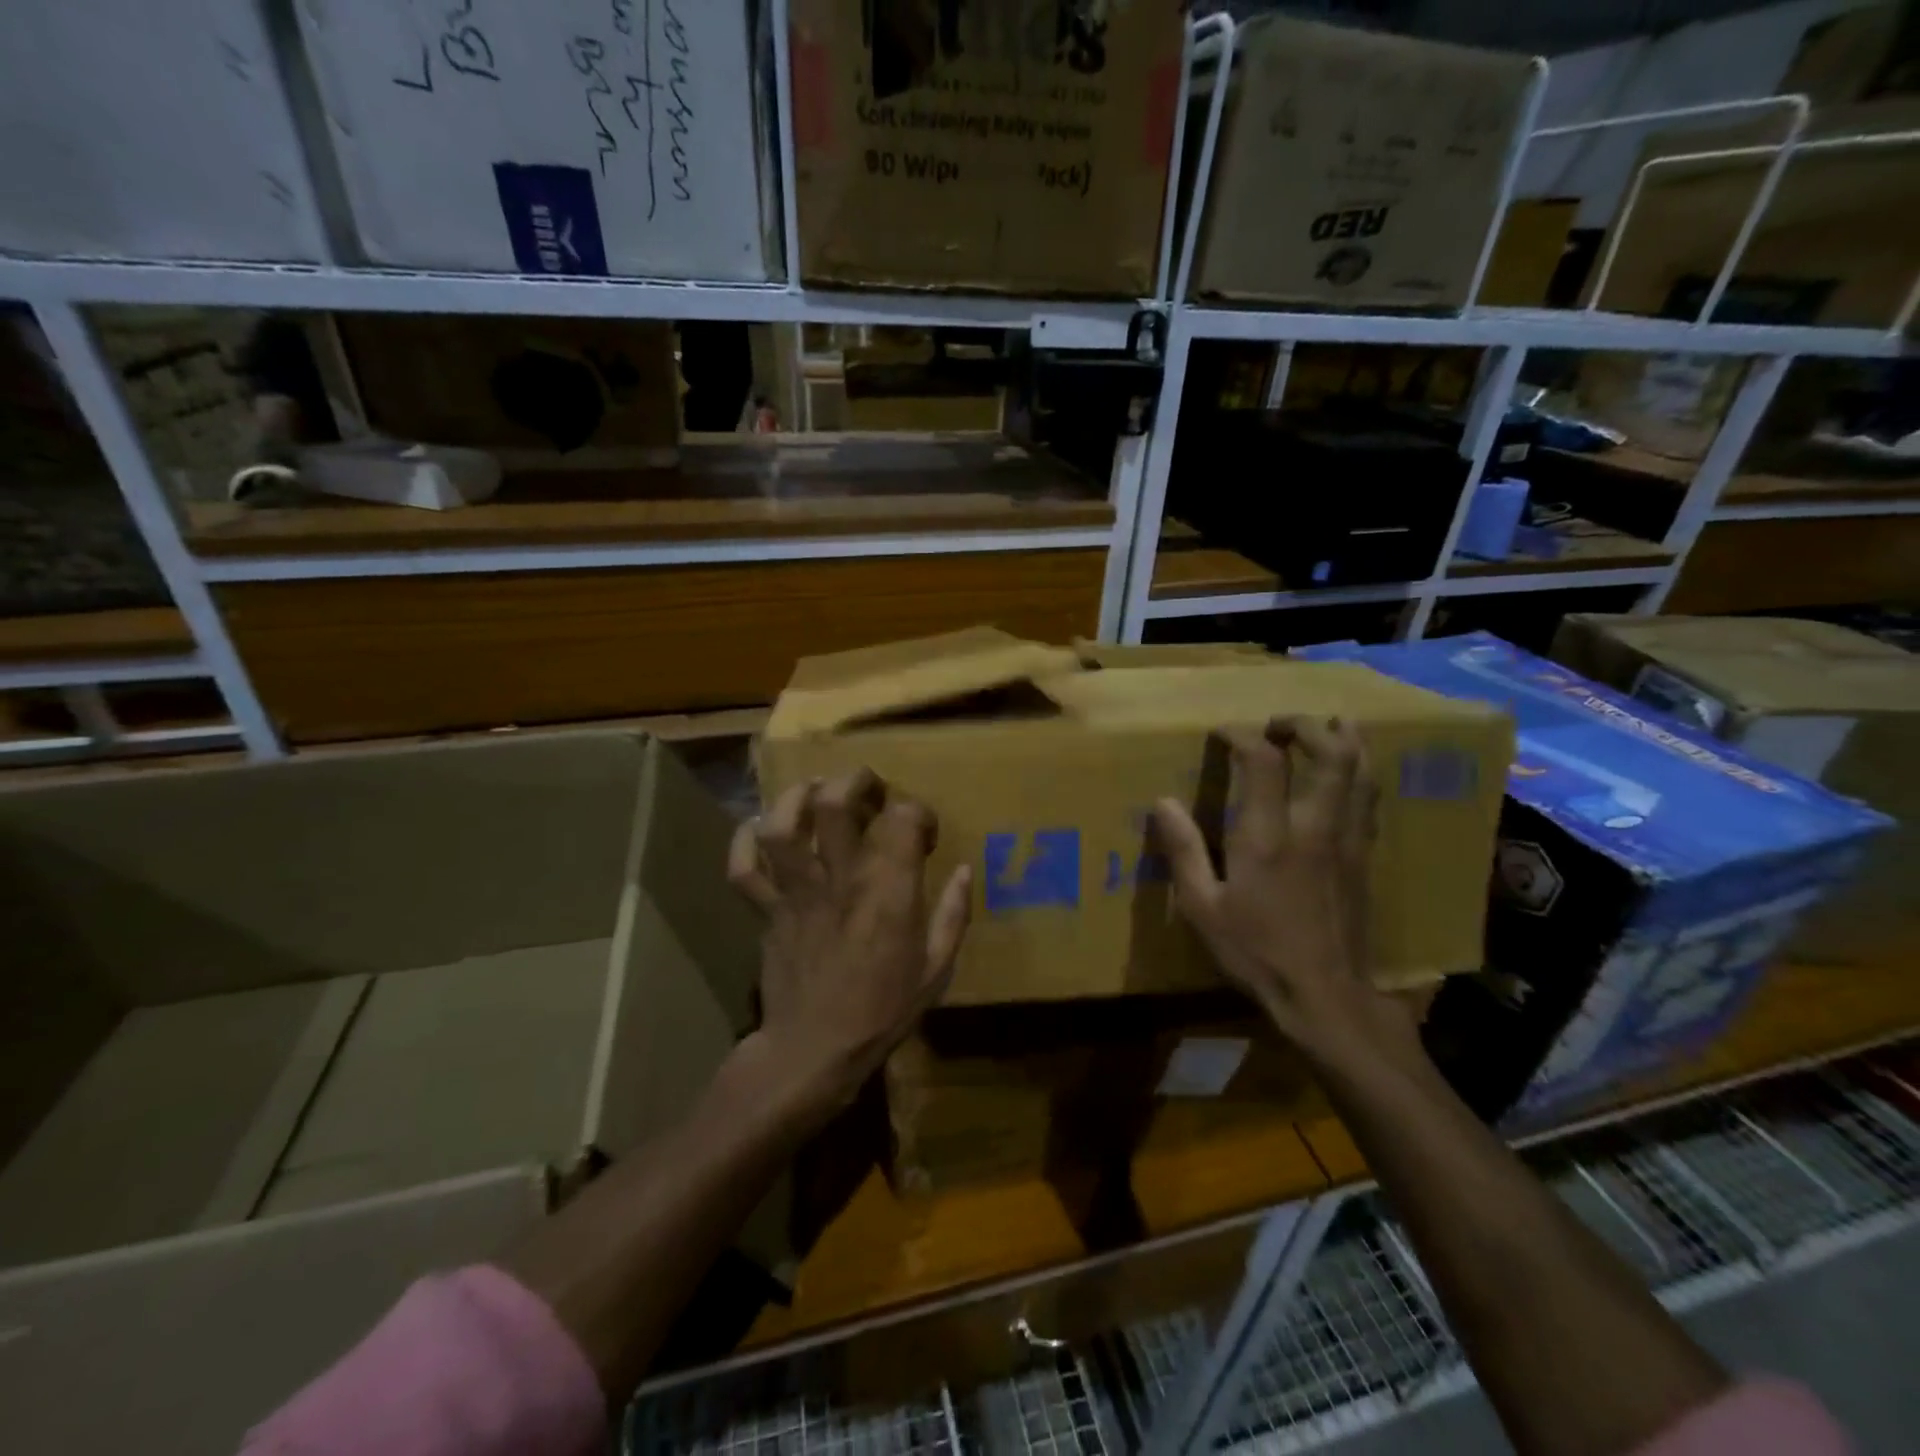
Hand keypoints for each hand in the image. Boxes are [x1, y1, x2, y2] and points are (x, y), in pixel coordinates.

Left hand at [728, 769, 971, 1116]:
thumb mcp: (936, 969)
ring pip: (782, 826)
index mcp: (888, 891)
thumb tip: (963, 871)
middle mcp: (840, 879)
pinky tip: (759, 828)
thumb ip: (952, 914)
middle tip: (868, 787)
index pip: (903, 819)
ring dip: (796, 798)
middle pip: (834, 804)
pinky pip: (743, 869)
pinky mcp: (766, 911)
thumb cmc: (883, 1011)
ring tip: (814, 792)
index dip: (917, 812)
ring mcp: (796, 893)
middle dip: (854, 781)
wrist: (813, 1052)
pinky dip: (744, 841)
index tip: (923, 830)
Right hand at [1152, 717, 1407, 1060]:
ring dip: (1344, 739)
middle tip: (1279, 725)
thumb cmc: (1256, 951)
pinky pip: (1369, 798)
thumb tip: (1162, 803)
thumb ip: (1183, 851)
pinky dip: (1359, 772)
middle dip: (1304, 726)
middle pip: (1330, 752)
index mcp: (1268, 836)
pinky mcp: (1366, 857)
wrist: (1326, 996)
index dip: (1243, 735)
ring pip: (1361, 771)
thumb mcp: (1202, 907)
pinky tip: (1347, 773)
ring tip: (1325, 727)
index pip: (1264, 761)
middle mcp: (1314, 826)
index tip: (1223, 733)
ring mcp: (1348, 840)